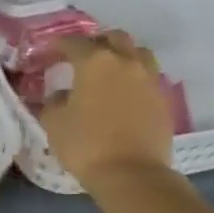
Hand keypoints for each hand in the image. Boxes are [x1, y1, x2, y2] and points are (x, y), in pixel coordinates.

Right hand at [38, 32, 175, 187]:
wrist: (132, 174)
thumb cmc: (86, 145)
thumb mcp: (54, 123)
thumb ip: (53, 102)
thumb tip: (60, 95)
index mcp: (95, 62)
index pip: (74, 43)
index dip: (59, 44)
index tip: (50, 50)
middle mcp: (125, 61)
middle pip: (113, 38)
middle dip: (96, 42)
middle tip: (82, 56)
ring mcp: (149, 79)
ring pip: (137, 52)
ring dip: (122, 55)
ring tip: (109, 70)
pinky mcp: (163, 99)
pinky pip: (148, 76)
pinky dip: (134, 77)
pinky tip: (124, 92)